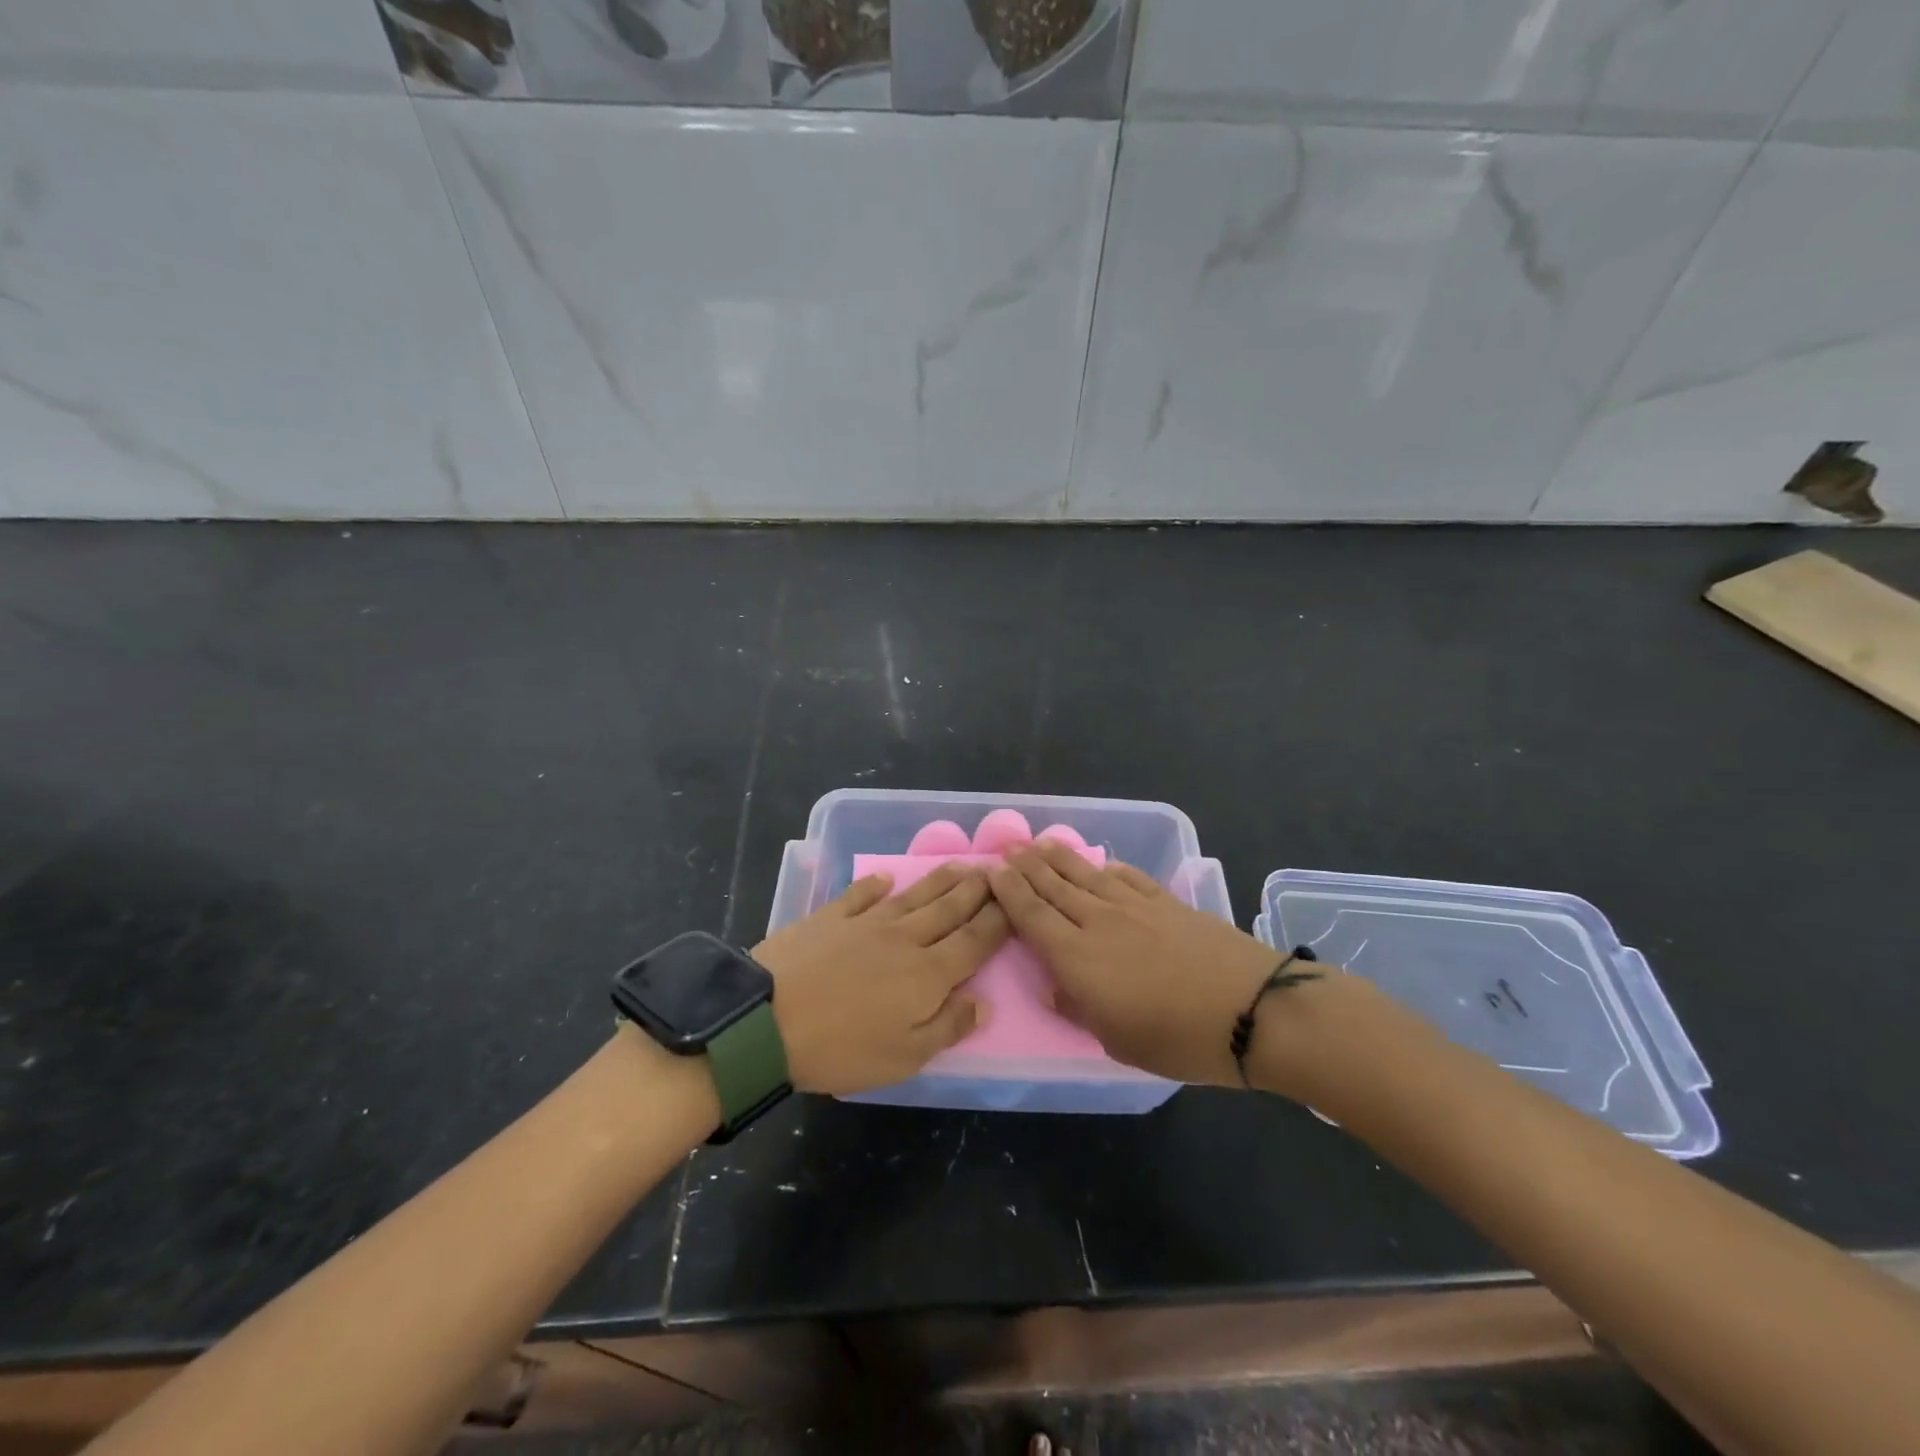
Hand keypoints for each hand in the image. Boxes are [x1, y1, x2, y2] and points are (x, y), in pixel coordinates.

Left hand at [754, 865, 1010, 1095]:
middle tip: (996, 869)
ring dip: (940, 880)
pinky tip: (886, 877)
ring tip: (961, 865)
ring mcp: (866, 923)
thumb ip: (947, 1026)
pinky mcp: (831, 918)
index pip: (974, 941)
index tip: (1015, 899)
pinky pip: (860, 895)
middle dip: (976, 890)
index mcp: (928, 974)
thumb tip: (984, 1002)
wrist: (768, 1020)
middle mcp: (904, 939)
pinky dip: (875, 885)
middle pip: (949, 910)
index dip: (998, 920)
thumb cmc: (841, 1048)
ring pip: (914, 896)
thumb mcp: (904, 1057)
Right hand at [988, 841, 1293, 1087]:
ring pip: (1085, 875)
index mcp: (1077, 958)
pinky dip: (1107, 867)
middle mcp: (1098, 922)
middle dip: (1026, 866)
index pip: (1031, 916)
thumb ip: (1079, 1010)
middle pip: (1053, 887)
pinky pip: (1126, 876)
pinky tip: (1100, 864)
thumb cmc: (1179, 1038)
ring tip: (1040, 844)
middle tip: (1007, 849)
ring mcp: (1134, 906)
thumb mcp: (1118, 1041)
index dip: (1008, 892)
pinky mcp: (1166, 901)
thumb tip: (1054, 987)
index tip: (991, 872)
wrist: (1251, 1009)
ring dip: (1058, 858)